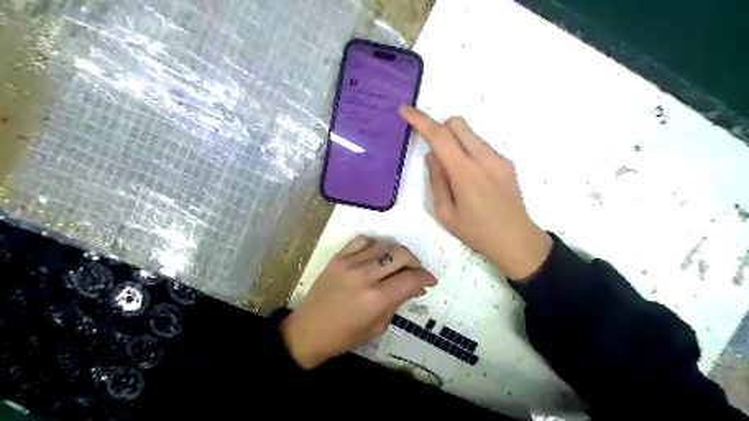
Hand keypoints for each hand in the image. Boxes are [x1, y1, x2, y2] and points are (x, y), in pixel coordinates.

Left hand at [278, 236, 436, 368]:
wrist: (309, 330)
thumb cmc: (345, 336)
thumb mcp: (378, 325)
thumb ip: (399, 302)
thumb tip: (417, 286)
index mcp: (377, 298)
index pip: (411, 278)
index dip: (426, 277)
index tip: (430, 281)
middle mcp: (366, 275)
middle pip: (401, 254)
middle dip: (415, 262)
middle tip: (415, 271)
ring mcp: (350, 263)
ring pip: (384, 245)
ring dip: (397, 252)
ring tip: (397, 263)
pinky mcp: (338, 257)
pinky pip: (362, 240)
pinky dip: (374, 244)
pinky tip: (376, 255)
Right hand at [400, 105, 551, 279]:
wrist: (516, 241)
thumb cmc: (476, 232)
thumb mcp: (445, 214)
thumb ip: (437, 181)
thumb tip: (432, 156)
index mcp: (465, 173)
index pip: (439, 136)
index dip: (420, 120)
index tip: (405, 110)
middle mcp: (484, 158)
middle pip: (457, 123)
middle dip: (439, 128)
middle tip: (434, 152)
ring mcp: (498, 159)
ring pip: (470, 133)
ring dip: (455, 141)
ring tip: (455, 173)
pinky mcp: (506, 163)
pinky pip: (481, 146)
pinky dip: (468, 151)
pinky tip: (472, 178)